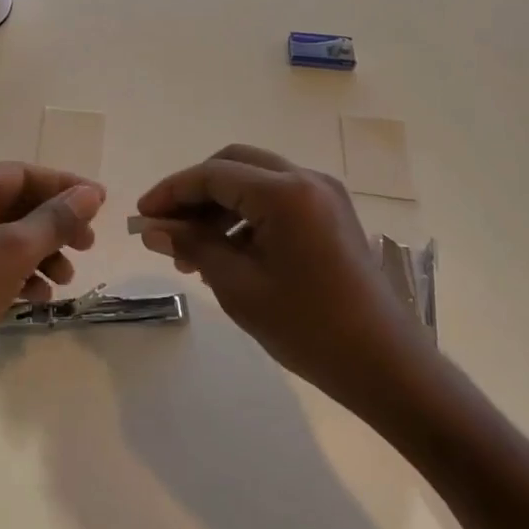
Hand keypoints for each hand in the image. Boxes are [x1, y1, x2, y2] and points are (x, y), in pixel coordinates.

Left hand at [0, 163, 104, 406]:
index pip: (21, 174)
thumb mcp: (14, 248)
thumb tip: (91, 193)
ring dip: (41, 254)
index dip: (63, 186)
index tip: (101, 204)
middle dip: (54, 225)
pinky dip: (20, 276)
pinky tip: (39, 297)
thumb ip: (56, 218)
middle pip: (16, 206)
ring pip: (7, 239)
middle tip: (88, 245)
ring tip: (66, 279)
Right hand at [137, 145, 434, 409]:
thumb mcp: (239, 287)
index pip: (212, 175)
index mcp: (284, 192)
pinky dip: (247, 214)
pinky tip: (228, 252)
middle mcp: (306, 179)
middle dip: (194, 191)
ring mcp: (324, 194)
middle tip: (166, 227)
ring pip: (255, 179)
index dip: (171, 192)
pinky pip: (278, 198)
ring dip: (219, 205)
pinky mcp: (332, 213)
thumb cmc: (309, 328)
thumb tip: (153, 228)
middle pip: (234, 164)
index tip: (141, 215)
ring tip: (193, 251)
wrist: (387, 365)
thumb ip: (194, 247)